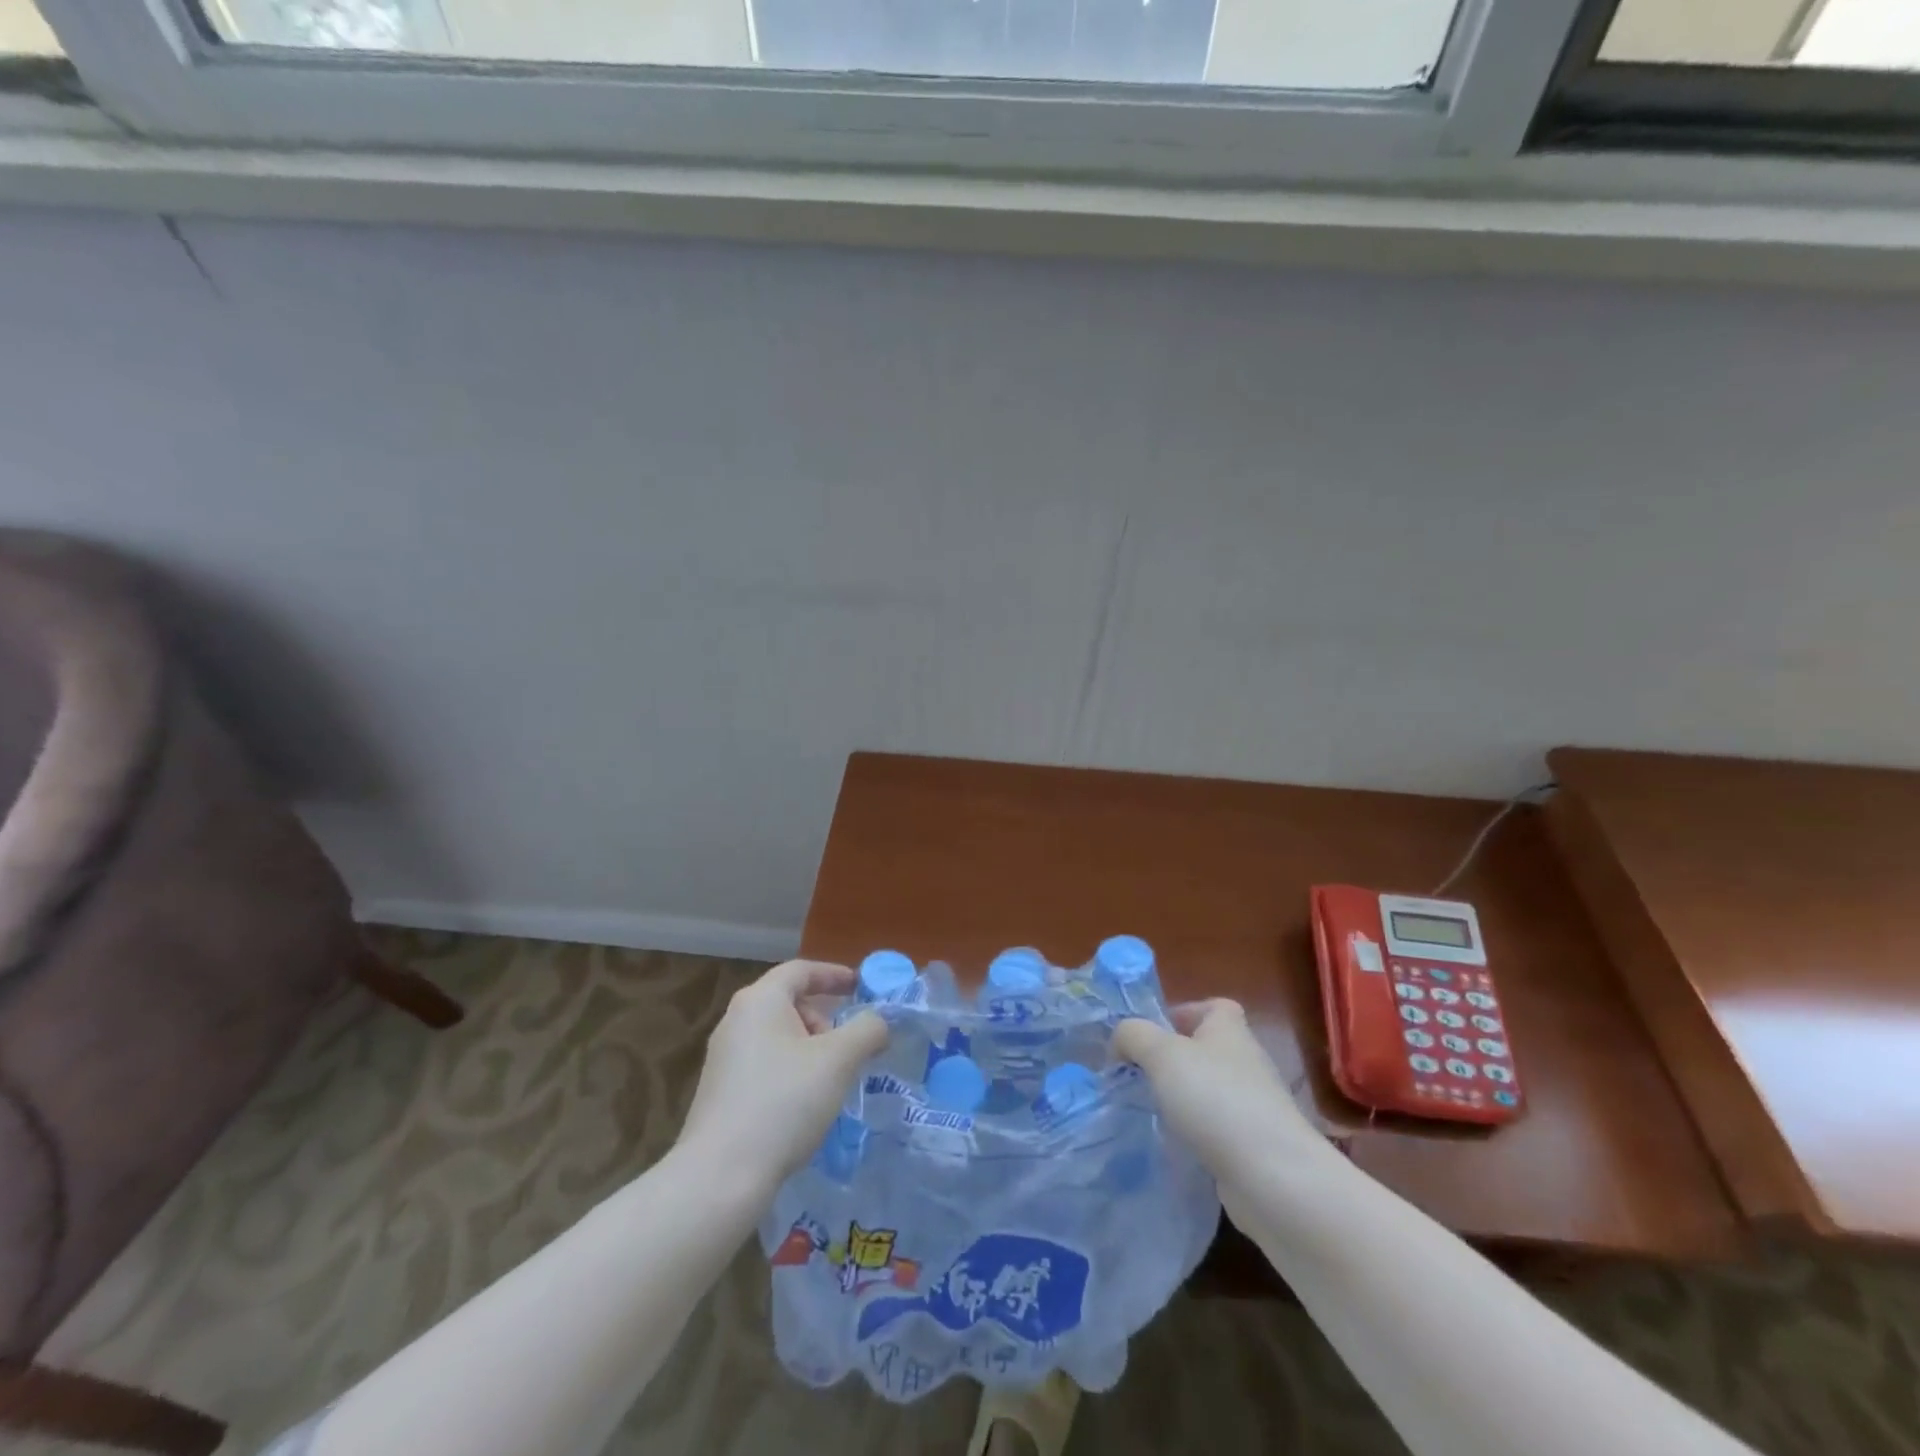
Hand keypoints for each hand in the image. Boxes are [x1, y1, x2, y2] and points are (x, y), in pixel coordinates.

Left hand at [676, 960, 888, 1190]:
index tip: (861, 988)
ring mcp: (723, 1057)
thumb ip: (867, 1030)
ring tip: (830, 1082)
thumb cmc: (784, 1102)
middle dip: (824, 1019)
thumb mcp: (838, 1061)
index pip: (801, 970)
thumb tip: (878, 1022)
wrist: (720, 1177)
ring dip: (810, 1049)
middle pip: (789, 1002)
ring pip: (778, 1036)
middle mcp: (736, 1020)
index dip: (834, 975)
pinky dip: (791, 1071)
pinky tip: (804, 1106)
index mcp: (760, 1000)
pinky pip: (765, 1064)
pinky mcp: (720, 1092)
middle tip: (848, 1048)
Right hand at [1113, 1000, 1322, 1178]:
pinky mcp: (1254, 1145)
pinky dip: (1195, 1133)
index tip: (1152, 1035)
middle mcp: (1246, 1062)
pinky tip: (1175, 1145)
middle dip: (1172, 1060)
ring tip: (1149, 1111)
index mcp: (1229, 1030)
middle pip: (1207, 1049)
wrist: (1272, 1177)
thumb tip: (1121, 1040)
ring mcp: (1254, 1106)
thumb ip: (1133, 1035)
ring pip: (1210, 1091)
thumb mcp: (1161, 1053)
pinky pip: (1217, 1128)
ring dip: (1181, 1099)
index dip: (1183, 1012)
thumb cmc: (1216, 1099)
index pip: (1213, 1007)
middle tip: (1139, 1075)